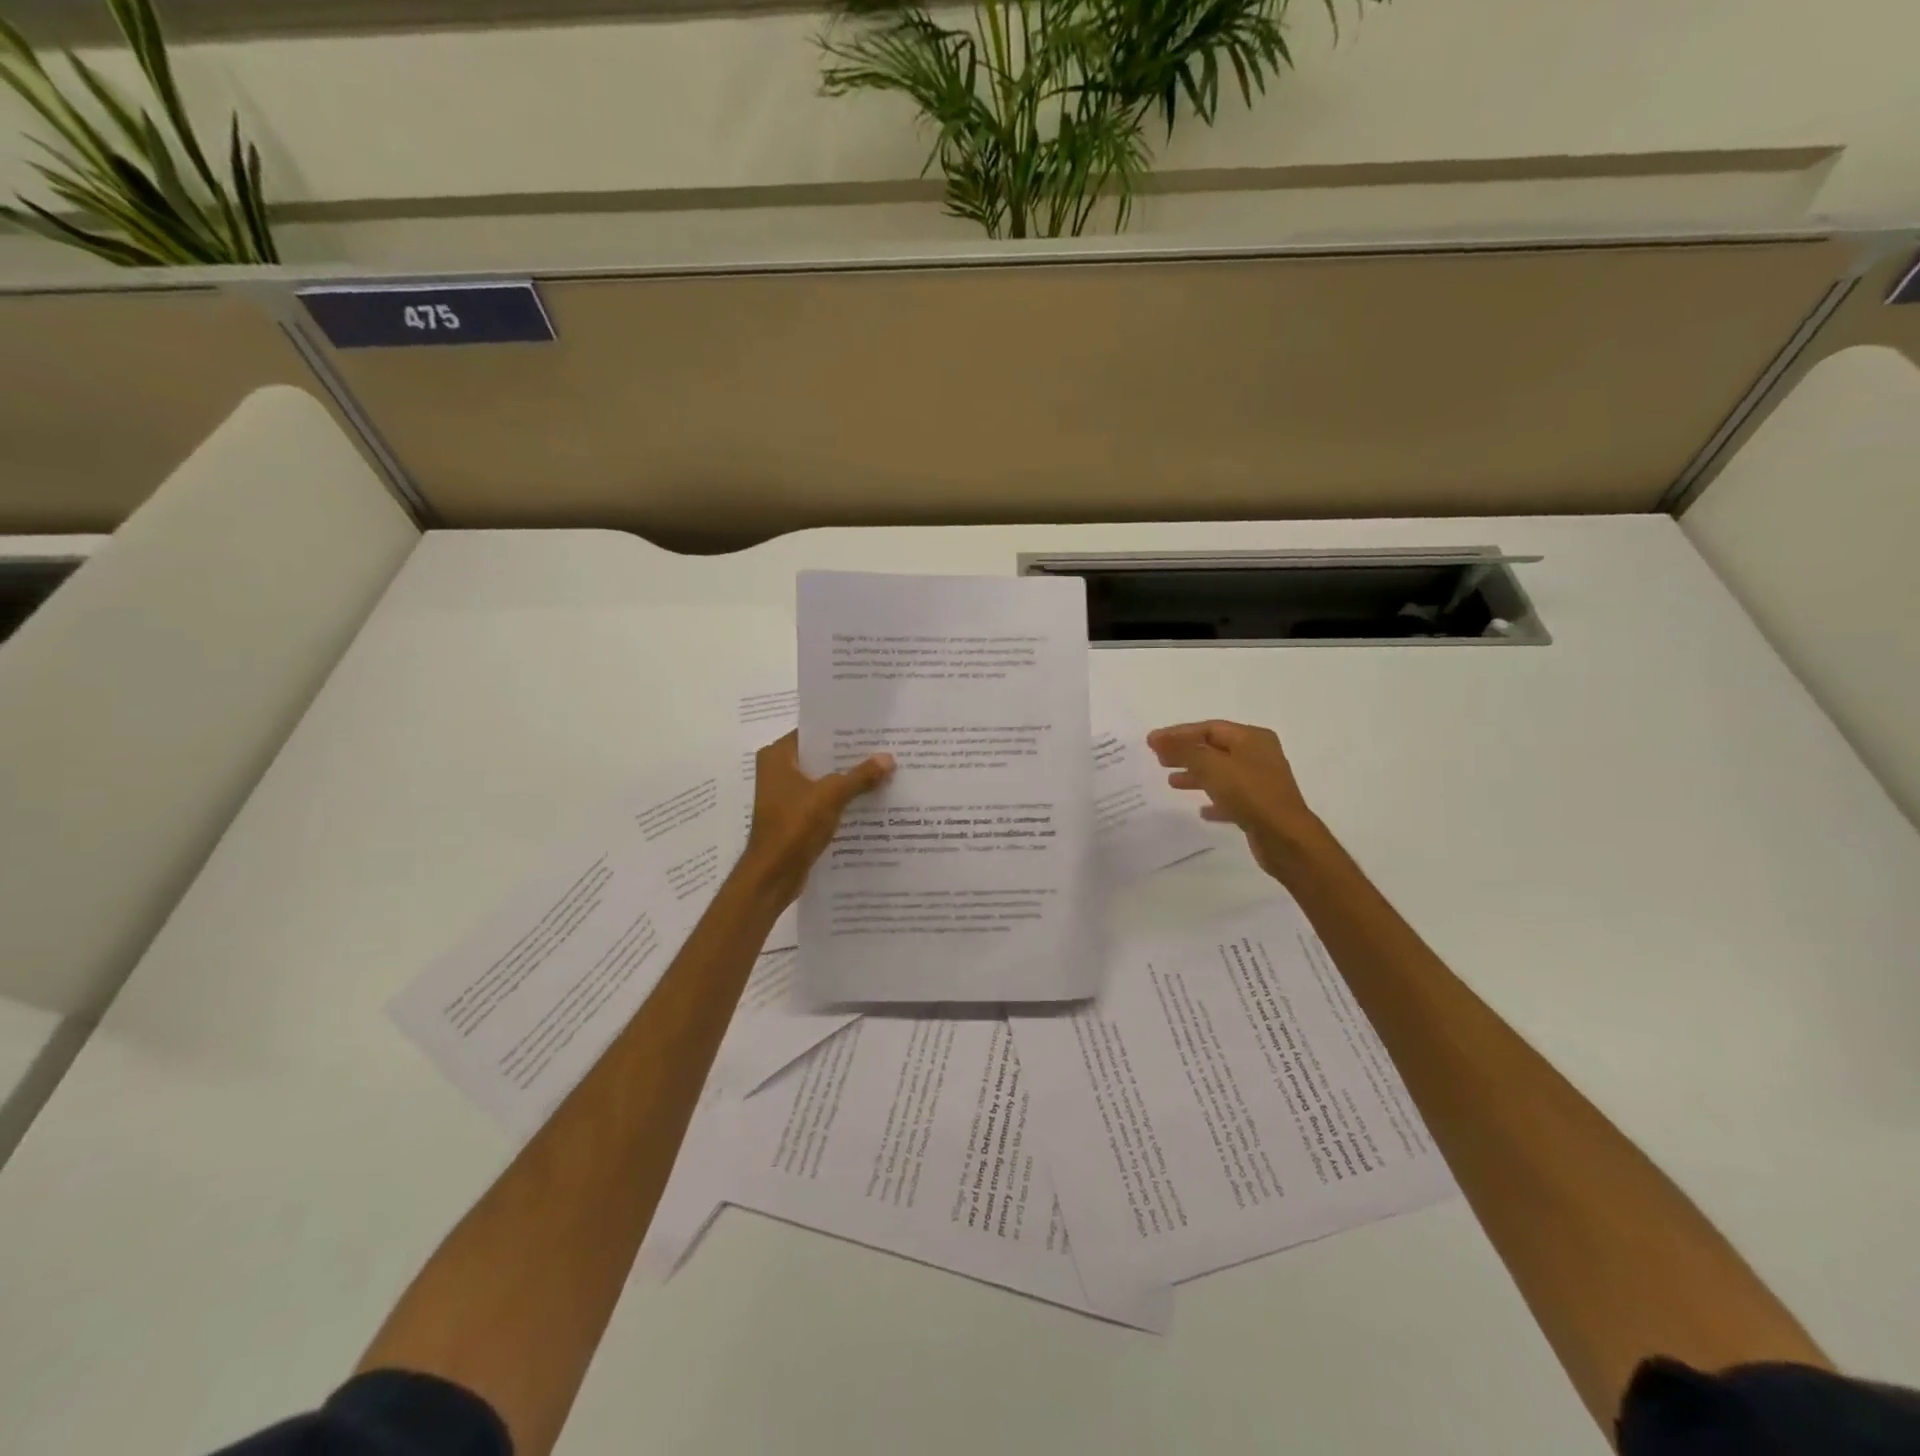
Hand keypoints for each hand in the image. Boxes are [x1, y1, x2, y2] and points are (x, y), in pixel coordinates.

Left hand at [739, 731, 893, 906]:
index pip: (813, 732)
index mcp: (777, 756)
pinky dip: (841, 800)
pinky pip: (823, 800)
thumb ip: (860, 776)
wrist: (772, 875)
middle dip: (849, 756)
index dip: (841, 730)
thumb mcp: (831, 796)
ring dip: (847, 779)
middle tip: (884, 748)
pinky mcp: (794, 817)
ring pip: (823, 780)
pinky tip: (869, 799)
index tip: (870, 729)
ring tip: (883, 771)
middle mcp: (777, 771)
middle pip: (820, 756)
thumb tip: (889, 758)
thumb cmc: (794, 826)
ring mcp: (785, 796)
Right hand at [1148, 719, 1325, 881]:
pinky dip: (1213, 800)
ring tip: (1171, 783)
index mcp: (1252, 738)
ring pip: (1221, 773)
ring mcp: (1261, 782)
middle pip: (1214, 749)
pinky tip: (1200, 811)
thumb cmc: (1249, 794)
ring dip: (1196, 776)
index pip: (1209, 728)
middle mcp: (1259, 755)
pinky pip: (1231, 797)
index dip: (1178, 733)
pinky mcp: (1260, 806)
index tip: (1152, 742)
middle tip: (1159, 760)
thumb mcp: (1211, 766)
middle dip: (1185, 753)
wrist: (1285, 838)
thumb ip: (1183, 750)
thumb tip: (1156, 737)